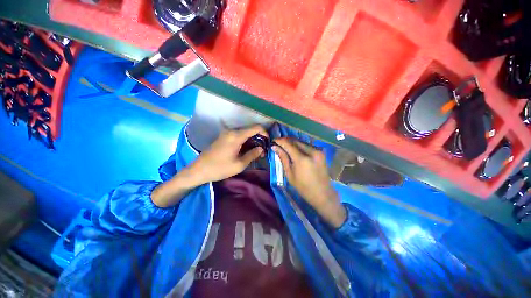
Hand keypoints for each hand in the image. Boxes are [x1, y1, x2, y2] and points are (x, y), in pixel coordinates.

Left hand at [190, 125, 268, 183]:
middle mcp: (232, 131)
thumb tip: (261, 148)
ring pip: (245, 133)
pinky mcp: (224, 137)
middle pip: (250, 130)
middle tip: (262, 151)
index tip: (268, 142)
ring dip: (252, 140)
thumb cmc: (220, 168)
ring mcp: (227, 133)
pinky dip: (245, 141)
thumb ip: (252, 154)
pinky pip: (238, 135)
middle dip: (259, 139)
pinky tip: (246, 150)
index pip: (256, 127)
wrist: (199, 170)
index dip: (265, 133)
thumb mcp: (239, 164)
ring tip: (255, 152)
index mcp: (236, 136)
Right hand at [273, 138, 345, 227]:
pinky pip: (307, 145)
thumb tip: (275, 147)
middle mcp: (311, 151)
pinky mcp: (321, 152)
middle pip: (295, 140)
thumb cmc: (303, 187)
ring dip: (292, 142)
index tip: (273, 141)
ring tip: (285, 146)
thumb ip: (283, 158)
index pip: (288, 144)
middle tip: (278, 144)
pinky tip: (294, 149)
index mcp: (302, 159)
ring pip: (301, 141)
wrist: (322, 193)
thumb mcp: (290, 174)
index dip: (279, 141)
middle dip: (285, 140)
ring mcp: (318, 150)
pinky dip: (299, 145)